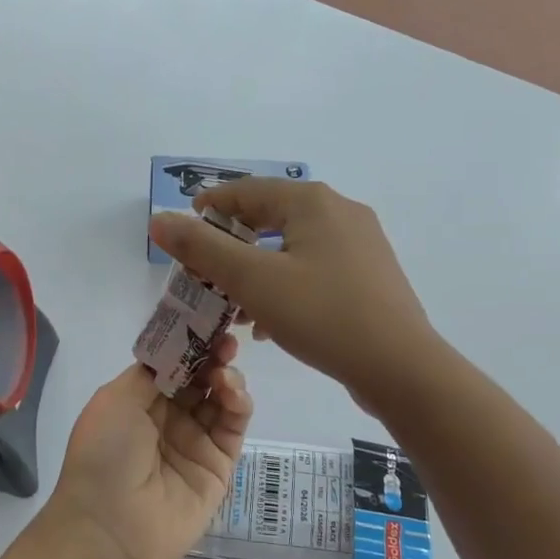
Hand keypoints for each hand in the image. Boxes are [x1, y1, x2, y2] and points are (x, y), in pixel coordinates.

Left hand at [47, 334, 251, 558]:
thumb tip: (178, 349)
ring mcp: (195, 442)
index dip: (190, 344)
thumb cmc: (104, 454)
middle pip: (200, 379)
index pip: (172, 365)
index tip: (207, 324)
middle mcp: (168, 419)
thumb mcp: (116, 400)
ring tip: (225, 372)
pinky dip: (239, 404)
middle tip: (225, 341)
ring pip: (221, 400)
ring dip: (227, 378)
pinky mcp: (219, 465)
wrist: (111, 527)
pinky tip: (232, 392)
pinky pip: (234, 428)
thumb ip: (151, 370)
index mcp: (139, 402)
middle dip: (213, 356)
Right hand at [148, 179, 434, 408]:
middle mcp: (340, 212)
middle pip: (270, 217)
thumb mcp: (253, 280)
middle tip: (203, 271)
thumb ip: (202, 248)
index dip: (208, 208)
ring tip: (231, 303)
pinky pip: (315, 270)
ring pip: (292, 248)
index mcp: (312, 201)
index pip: (246, 191)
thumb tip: (159, 220)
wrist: (400, 367)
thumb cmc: (322, 315)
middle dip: (231, 244)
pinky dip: (285, 286)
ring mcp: (361, 244)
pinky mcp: (370, 276)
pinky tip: (270, 322)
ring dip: (257, 270)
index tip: (181, 231)